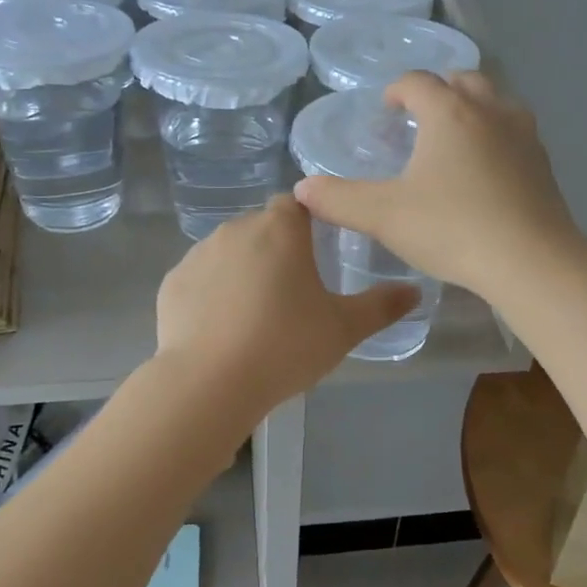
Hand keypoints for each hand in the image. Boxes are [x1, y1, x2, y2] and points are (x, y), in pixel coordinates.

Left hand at [154, 195, 418, 416]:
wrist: (210, 383)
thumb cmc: (285, 345)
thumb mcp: (343, 329)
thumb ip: (381, 306)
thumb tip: (415, 291)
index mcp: (280, 229)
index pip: (297, 203)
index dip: (309, 222)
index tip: (318, 253)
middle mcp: (236, 229)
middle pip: (262, 227)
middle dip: (276, 250)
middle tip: (293, 293)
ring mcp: (198, 255)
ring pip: (229, 252)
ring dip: (243, 271)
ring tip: (256, 316)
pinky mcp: (172, 284)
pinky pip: (200, 279)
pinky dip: (212, 294)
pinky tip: (222, 329)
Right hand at [293, 71, 583, 303]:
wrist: (531, 261)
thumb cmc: (452, 229)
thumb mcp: (384, 217)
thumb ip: (339, 200)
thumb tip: (302, 189)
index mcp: (449, 112)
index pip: (418, 82)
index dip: (397, 90)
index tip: (387, 110)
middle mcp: (490, 111)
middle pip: (463, 80)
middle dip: (439, 91)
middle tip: (420, 118)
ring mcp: (524, 134)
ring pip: (496, 102)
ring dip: (473, 109)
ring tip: (454, 140)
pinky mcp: (545, 163)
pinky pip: (515, 133)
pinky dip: (496, 137)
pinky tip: (486, 171)